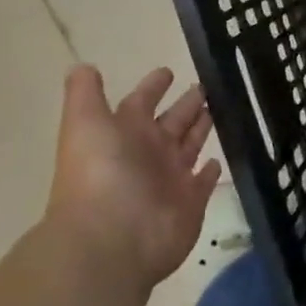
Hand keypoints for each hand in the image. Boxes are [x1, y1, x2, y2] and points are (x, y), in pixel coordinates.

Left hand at [45, 65, 220, 291]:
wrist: (112, 240)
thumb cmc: (100, 175)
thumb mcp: (85, 124)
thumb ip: (86, 94)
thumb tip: (82, 65)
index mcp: (124, 133)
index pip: (141, 102)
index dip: (153, 86)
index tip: (169, 70)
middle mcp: (147, 154)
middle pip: (171, 122)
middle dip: (186, 104)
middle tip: (208, 85)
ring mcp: (169, 180)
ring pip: (190, 146)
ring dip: (202, 129)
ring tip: (223, 108)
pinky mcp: (190, 203)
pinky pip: (203, 183)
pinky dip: (210, 172)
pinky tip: (219, 158)